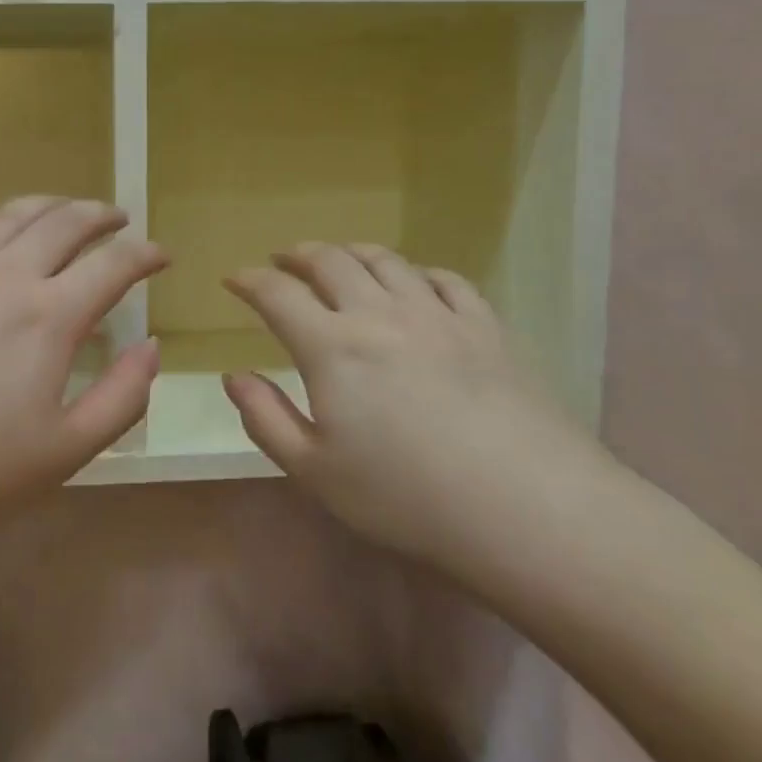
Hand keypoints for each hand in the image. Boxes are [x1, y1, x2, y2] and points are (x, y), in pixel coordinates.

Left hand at [0, 197, 165, 548]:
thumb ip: (122, 398)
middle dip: (101, 216)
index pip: (114, 266)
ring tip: (63, 210)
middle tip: (118, 220)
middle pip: (63, 223)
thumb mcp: (63, 453)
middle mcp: (3, 276)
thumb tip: (151, 347)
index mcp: (49, 317)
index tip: (162, 254)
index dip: (145, 254)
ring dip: (47, 206)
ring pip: (7, 215)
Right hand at [223, 243, 616, 585]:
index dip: (250, 281)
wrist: (527, 509)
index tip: (234, 279)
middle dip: (299, 254)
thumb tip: (234, 376)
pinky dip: (416, 272)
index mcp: (332, 347)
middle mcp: (380, 314)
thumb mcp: (315, 472)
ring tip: (339, 258)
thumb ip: (265, 419)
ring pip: (386, 260)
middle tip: (283, 259)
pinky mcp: (486, 326)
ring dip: (352, 252)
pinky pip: (444, 279)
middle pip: (332, 261)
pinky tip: (414, 282)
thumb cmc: (406, 497)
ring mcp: (438, 314)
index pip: (278, 294)